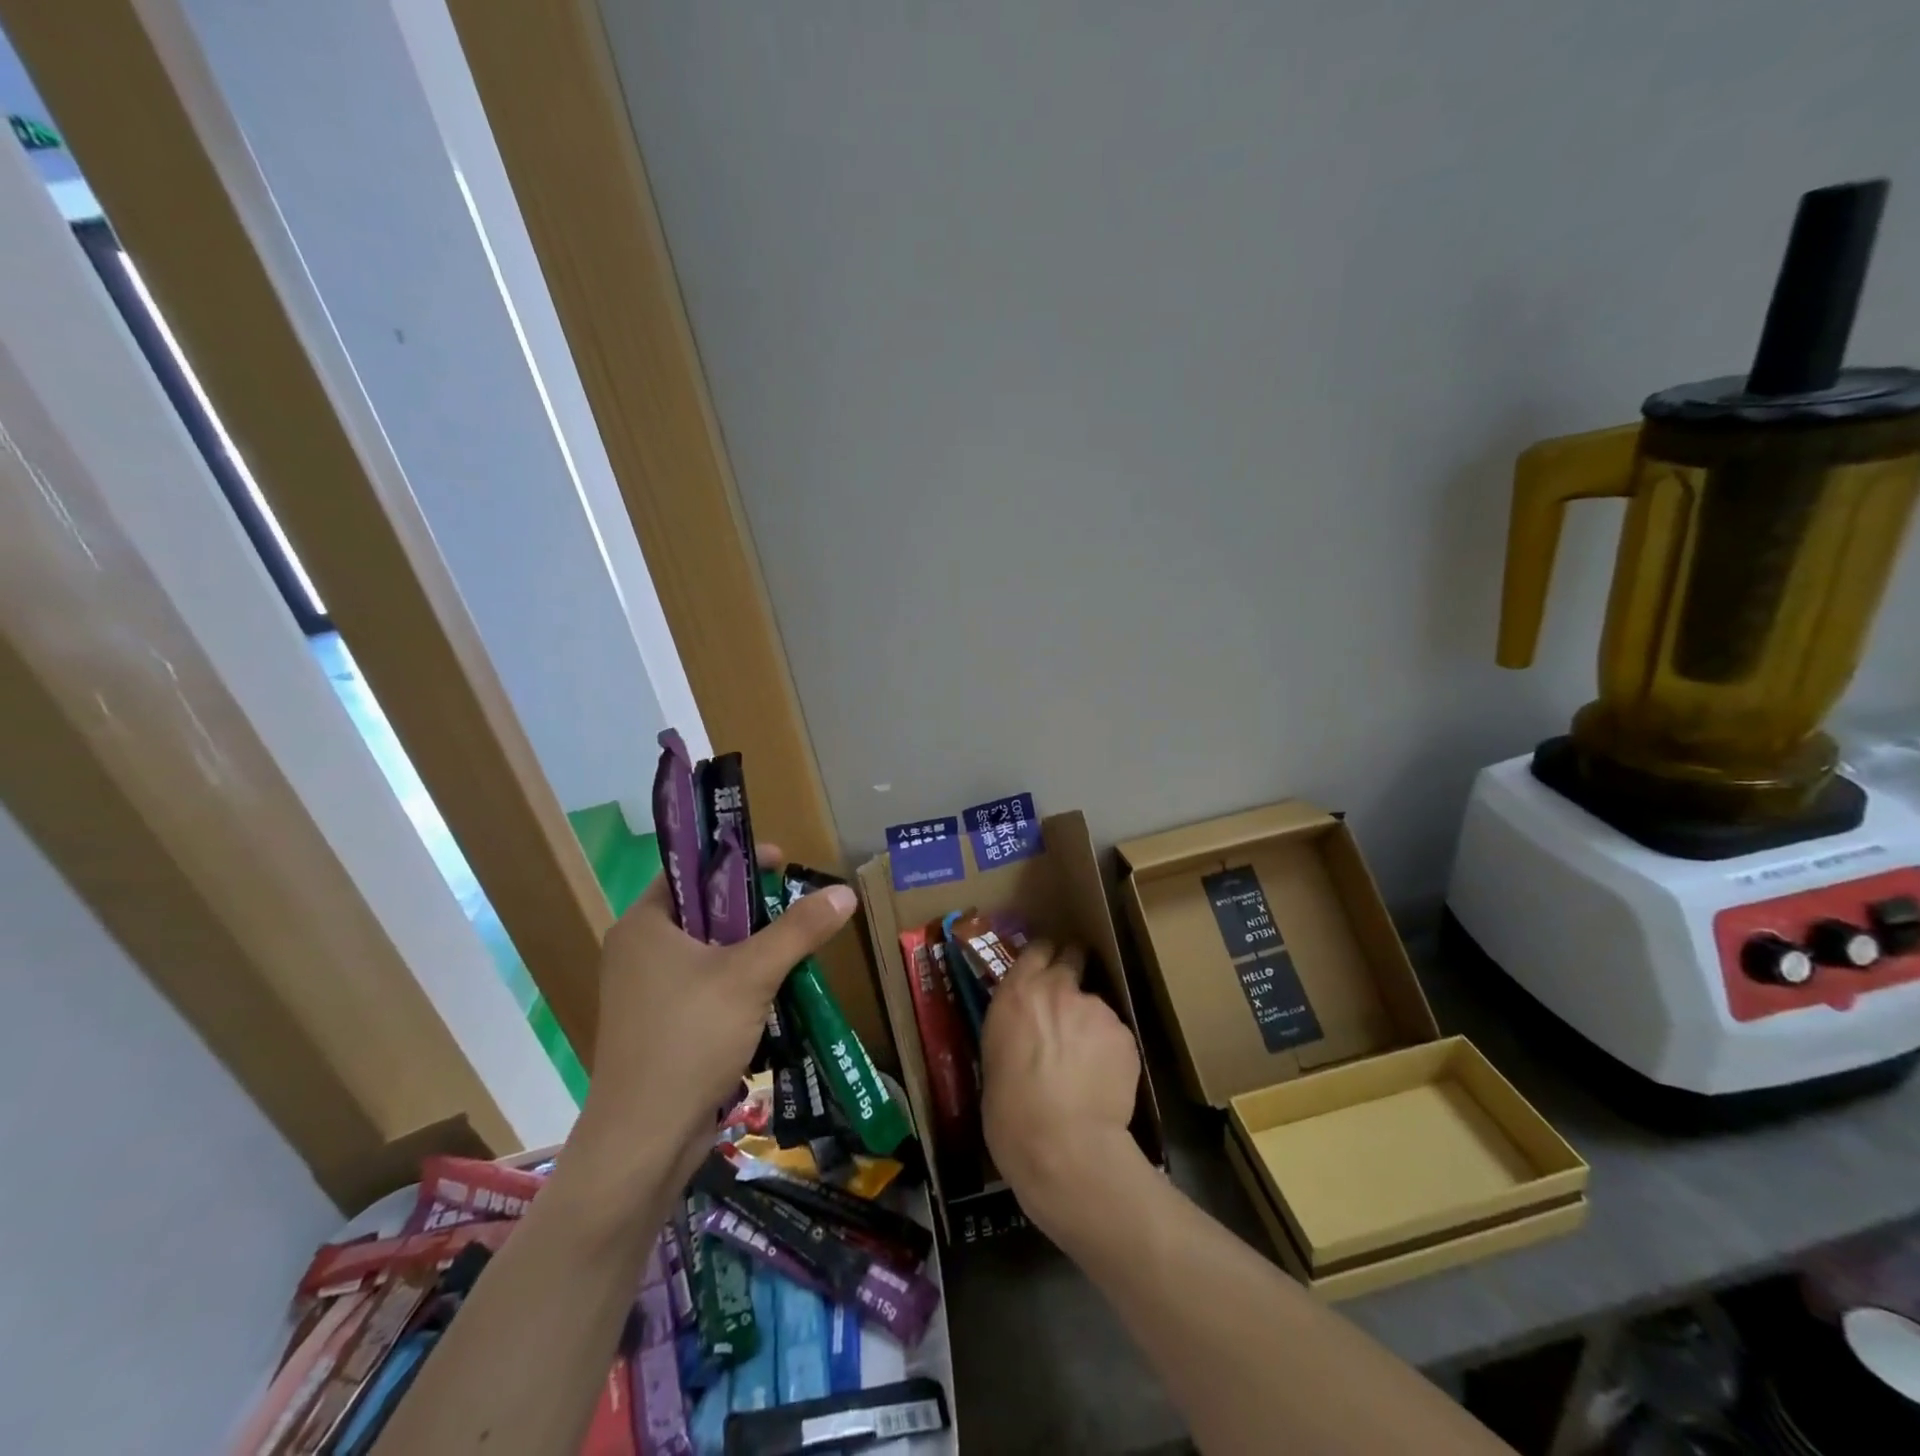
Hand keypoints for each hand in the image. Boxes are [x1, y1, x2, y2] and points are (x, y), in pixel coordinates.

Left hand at [569, 845, 857, 1194]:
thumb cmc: (690, 1039)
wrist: (643, 1142)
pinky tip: (773, 993)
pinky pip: (705, 986)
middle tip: (798, 909)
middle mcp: (638, 950)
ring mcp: (645, 992)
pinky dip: (738, 983)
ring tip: (795, 950)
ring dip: (751, 950)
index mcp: (644, 924)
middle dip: (754, 909)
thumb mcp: (752, 975)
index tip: (782, 863)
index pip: (691, 870)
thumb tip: (845, 891)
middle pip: (705, 911)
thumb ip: (799, 929)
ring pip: (709, 951)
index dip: (737, 860)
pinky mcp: (659, 1026)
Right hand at [981, 939, 1142, 1232]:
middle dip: (1073, 968)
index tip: (1048, 962)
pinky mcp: (1124, 1034)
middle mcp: (1058, 989)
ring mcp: (1095, 1008)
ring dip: (1090, 1022)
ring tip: (1086, 1063)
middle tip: (1070, 996)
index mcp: (1017, 993)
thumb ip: (1015, 1028)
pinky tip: (1103, 1080)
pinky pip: (1114, 1035)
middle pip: (1072, 957)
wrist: (1063, 1145)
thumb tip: (1026, 1031)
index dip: (1045, 954)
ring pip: (1095, 1005)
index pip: (1036, 949)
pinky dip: (1109, 1051)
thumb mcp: (994, 1057)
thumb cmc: (1010, 1112)